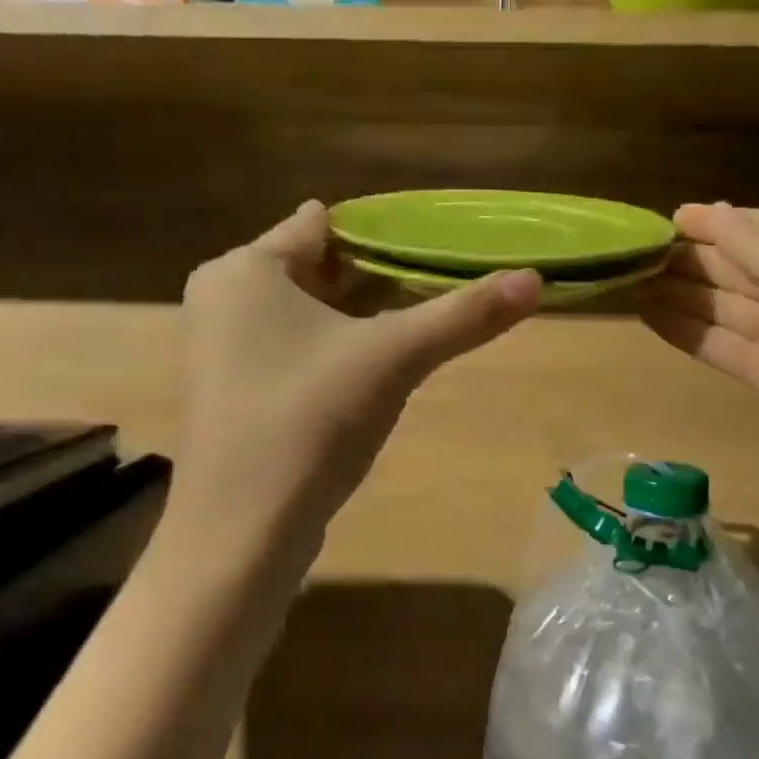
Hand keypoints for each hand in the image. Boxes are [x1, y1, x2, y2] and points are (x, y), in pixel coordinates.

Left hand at [172, 201, 540, 553]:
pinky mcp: (235, 392)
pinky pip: (295, 347)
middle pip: (318, 267)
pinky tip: (381, 365)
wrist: (242, 533)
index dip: (382, 231)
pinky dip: (338, 346)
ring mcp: (223, 349)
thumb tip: (535, 277)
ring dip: (362, 313)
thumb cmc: (310, 420)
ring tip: (423, 316)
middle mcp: (224, 298)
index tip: (437, 241)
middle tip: (442, 280)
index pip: (322, 225)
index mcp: (245, 270)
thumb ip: (464, 314)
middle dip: (379, 274)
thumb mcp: (395, 357)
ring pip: (308, 311)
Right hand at [640, 204, 758, 490]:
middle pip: (753, 267)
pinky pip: (729, 346)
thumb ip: (758, 246)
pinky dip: (692, 332)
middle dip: (701, 259)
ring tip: (635, 279)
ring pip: (735, 308)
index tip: (674, 217)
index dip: (725, 222)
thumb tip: (714, 212)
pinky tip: (650, 316)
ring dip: (688, 294)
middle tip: (644, 250)